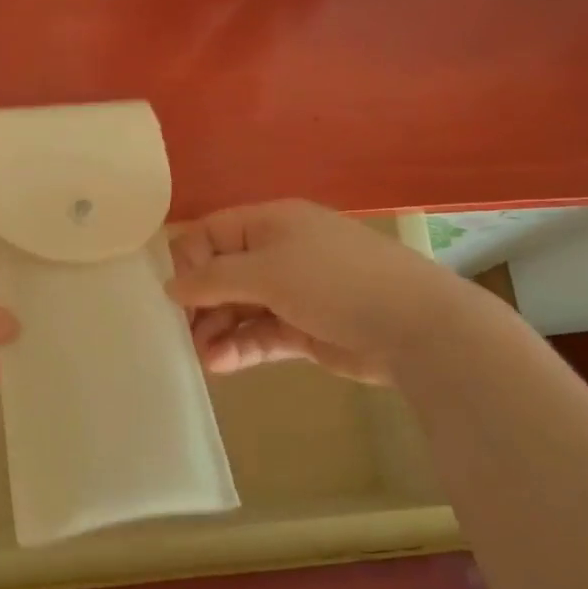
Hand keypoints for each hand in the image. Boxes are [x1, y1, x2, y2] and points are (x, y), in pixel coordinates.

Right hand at [166, 199, 460, 381]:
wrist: (416, 327)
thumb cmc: (334, 282)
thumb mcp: (266, 272)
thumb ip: (212, 279)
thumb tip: (171, 287)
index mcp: (270, 223)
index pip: (211, 233)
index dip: (189, 260)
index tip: (178, 295)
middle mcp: (278, 253)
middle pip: (222, 273)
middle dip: (201, 303)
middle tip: (186, 332)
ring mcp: (293, 292)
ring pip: (238, 308)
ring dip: (217, 330)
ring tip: (205, 355)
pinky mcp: (304, 329)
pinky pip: (260, 334)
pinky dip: (240, 348)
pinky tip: (221, 364)